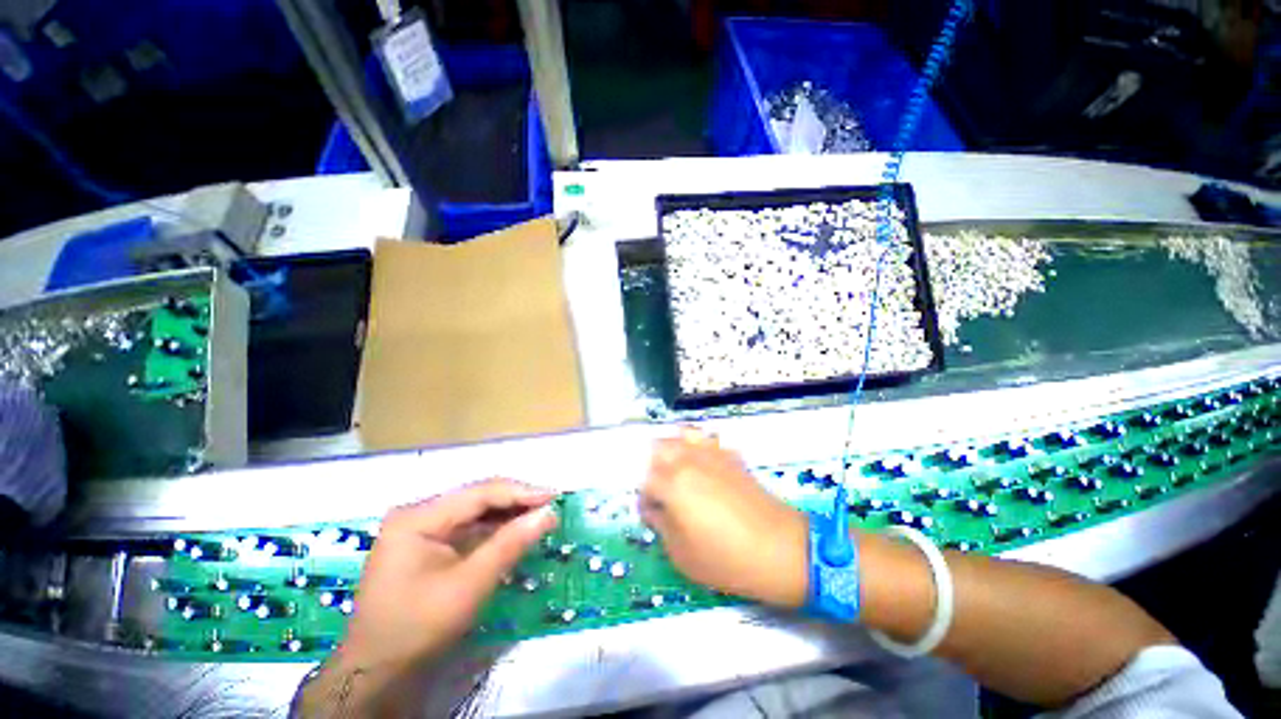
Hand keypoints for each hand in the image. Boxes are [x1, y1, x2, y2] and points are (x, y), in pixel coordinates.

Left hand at [340, 479, 557, 671]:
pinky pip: (466, 528)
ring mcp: (420, 529)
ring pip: (474, 512)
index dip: (521, 492)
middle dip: (516, 502)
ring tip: (540, 516)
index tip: (554, 496)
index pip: (480, 493)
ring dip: (507, 515)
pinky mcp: (426, 545)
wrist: (376, 672)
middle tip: (551, 507)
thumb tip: (549, 513)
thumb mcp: (469, 585)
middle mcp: (418, 514)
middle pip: (476, 498)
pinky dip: (493, 530)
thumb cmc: (418, 627)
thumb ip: (510, 544)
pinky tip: (514, 532)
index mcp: (418, 517)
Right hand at [641, 428, 807, 607]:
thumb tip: (655, 509)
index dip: (645, 500)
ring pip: (680, 436)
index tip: (653, 515)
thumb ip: (660, 525)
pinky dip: (697, 447)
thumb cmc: (726, 558)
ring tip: (678, 471)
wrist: (779, 548)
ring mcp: (710, 453)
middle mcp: (687, 460)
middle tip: (663, 491)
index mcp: (671, 483)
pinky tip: (703, 466)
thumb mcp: (681, 554)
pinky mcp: (729, 455)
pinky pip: (705, 440)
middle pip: (658, 448)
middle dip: (654, 467)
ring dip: (673, 450)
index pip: (645, 482)